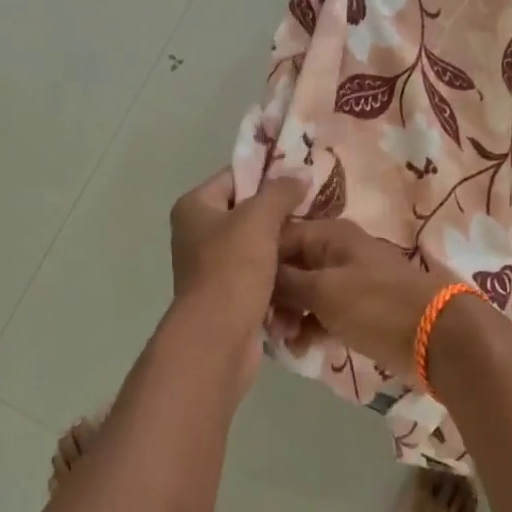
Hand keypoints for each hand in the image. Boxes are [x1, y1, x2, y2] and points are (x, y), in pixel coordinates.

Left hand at [169, 169, 302, 326]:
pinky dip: (279, 275)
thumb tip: (300, 174)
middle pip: (246, 213)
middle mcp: (197, 234)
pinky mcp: (228, 295)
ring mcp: (212, 267)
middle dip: (280, 214)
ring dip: (283, 246)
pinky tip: (306, 270)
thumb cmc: (232, 269)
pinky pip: (259, 275)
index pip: (234, 178)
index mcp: (194, 208)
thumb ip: (280, 192)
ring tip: (316, 239)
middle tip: (317, 210)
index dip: (268, 176)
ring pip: (256, 246)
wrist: (218, 338)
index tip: (303, 180)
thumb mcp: (258, 220)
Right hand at [273, 220, 452, 378]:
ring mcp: (348, 282)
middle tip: (265, 324)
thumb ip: (286, 281)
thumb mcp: (324, 290)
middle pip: (290, 266)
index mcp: (329, 234)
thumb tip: (257, 275)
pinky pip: (322, 313)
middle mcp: (336, 252)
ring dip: (289, 315)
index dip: (258, 262)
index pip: (279, 237)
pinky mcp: (357, 310)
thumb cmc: (375, 305)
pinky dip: (309, 328)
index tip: (241, 291)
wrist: (437, 337)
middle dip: (273, 295)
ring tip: (283, 341)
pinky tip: (300, 349)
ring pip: (304, 293)